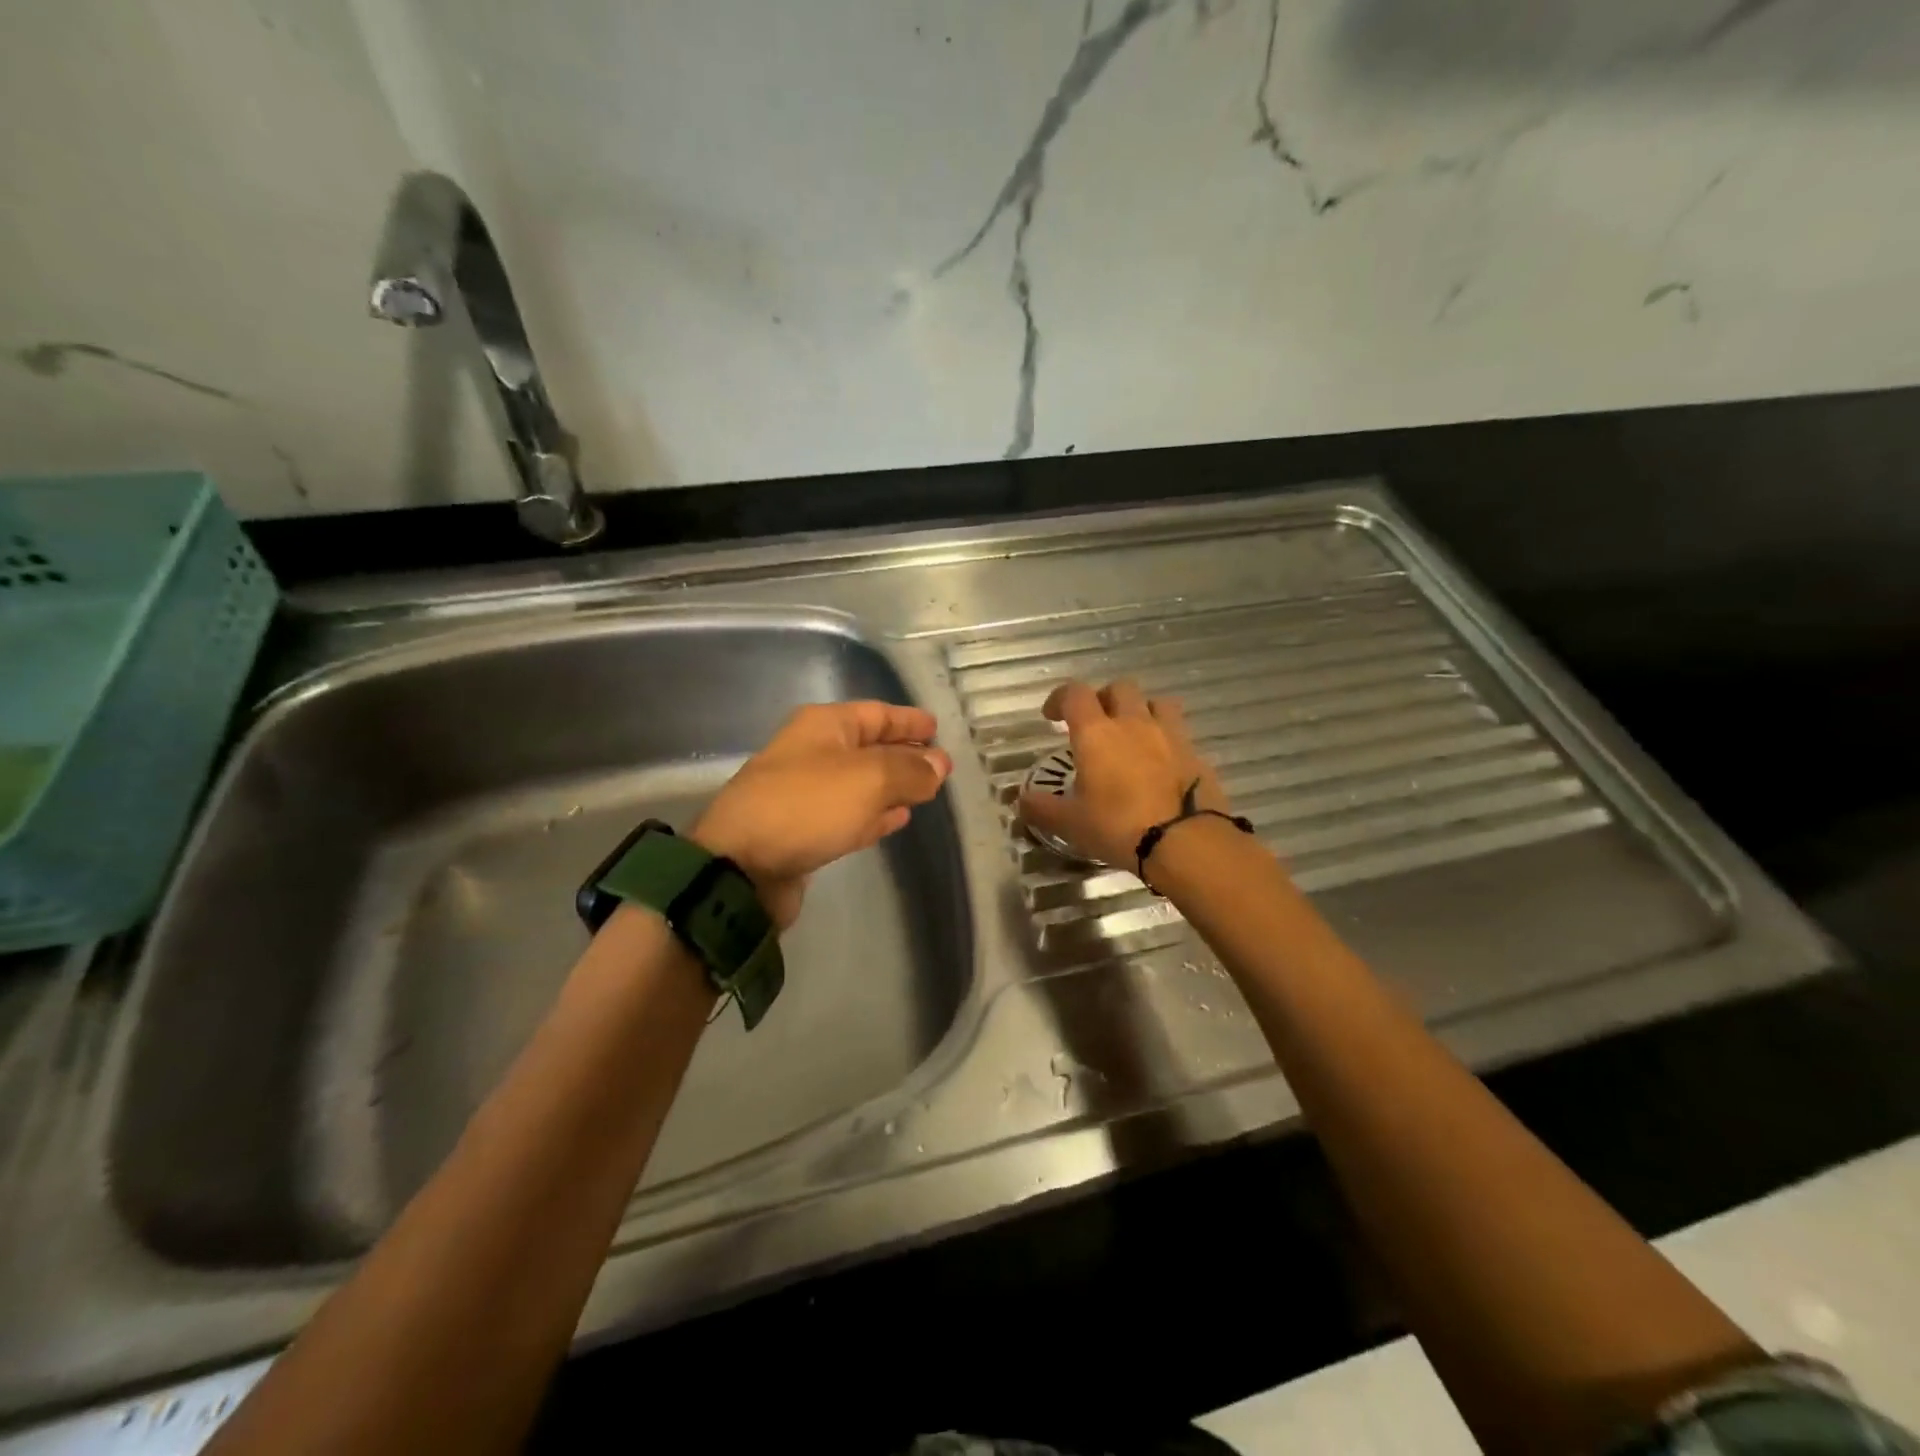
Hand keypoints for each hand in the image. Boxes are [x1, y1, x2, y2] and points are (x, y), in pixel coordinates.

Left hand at [692, 702, 952, 929]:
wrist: (741, 866)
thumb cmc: (808, 806)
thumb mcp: (869, 779)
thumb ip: (910, 770)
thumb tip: (940, 764)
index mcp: (824, 726)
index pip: (876, 713)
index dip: (909, 721)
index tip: (938, 729)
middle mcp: (813, 753)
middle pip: (869, 747)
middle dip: (904, 754)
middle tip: (940, 766)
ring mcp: (806, 793)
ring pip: (861, 783)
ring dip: (892, 786)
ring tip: (925, 792)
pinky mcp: (805, 831)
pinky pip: (850, 815)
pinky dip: (875, 814)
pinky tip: (897, 819)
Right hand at [1018, 679, 1227, 869]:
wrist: (1184, 841)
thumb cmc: (1117, 826)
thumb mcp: (1070, 823)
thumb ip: (1042, 808)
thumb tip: (1021, 801)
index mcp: (1096, 732)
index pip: (1074, 694)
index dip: (1059, 698)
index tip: (1052, 716)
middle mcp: (1133, 722)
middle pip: (1119, 688)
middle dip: (1104, 699)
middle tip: (1095, 723)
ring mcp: (1169, 734)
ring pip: (1156, 702)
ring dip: (1141, 710)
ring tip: (1133, 734)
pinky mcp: (1195, 753)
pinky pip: (1178, 732)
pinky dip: (1166, 738)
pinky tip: (1161, 762)